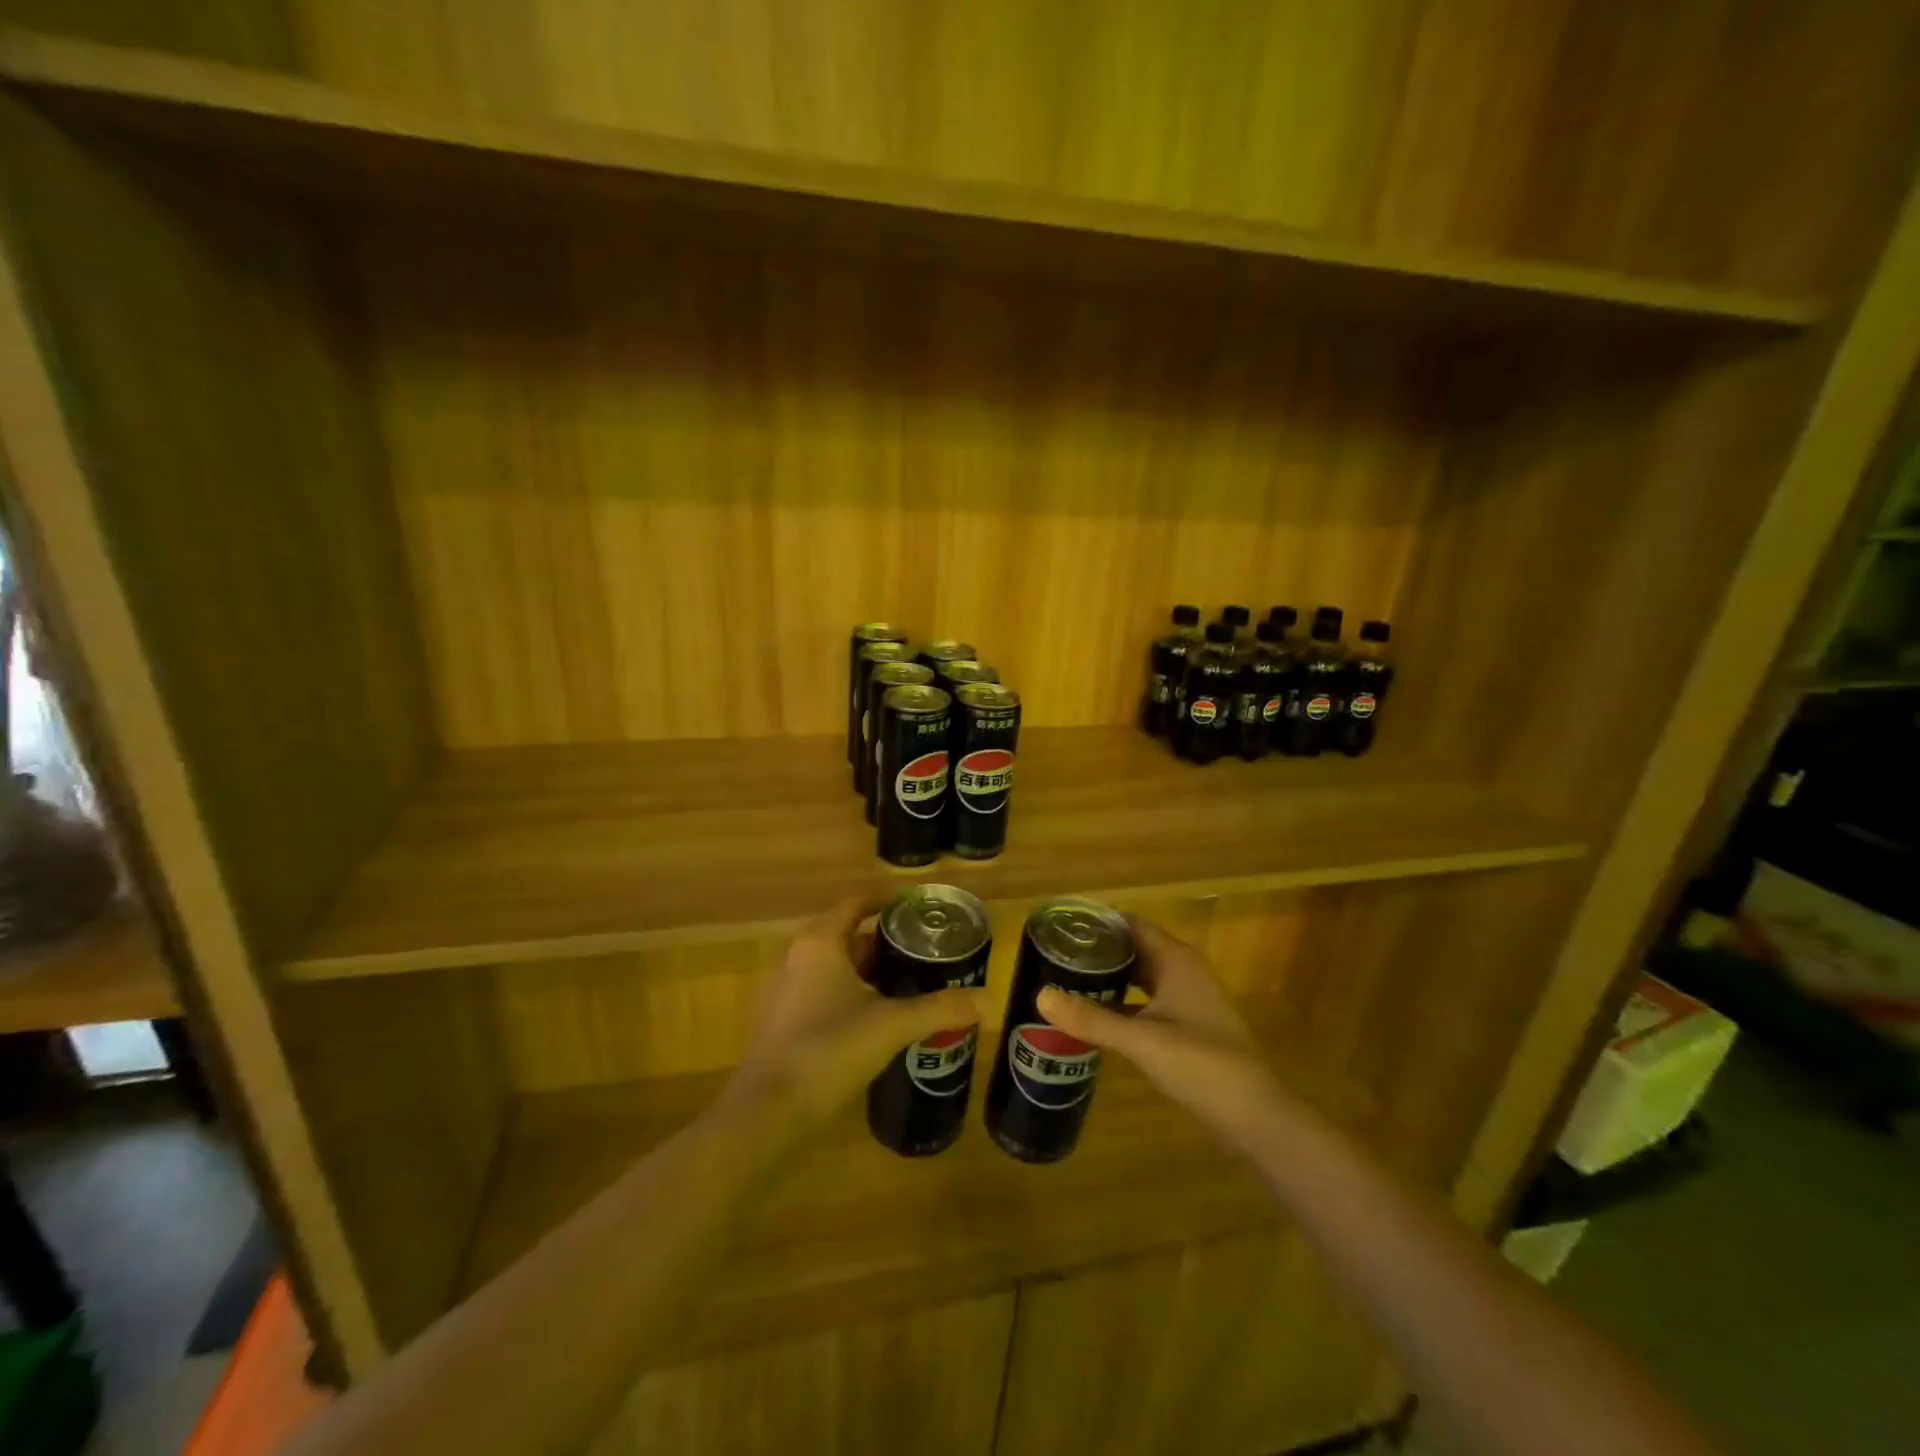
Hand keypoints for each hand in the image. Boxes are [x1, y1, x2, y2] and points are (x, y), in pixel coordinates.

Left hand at [724, 893, 985, 1139]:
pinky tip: (883, 1020)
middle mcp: (801, 958)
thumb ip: (939, 1009)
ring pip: (839, 968)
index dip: (887, 901)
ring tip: (913, 984)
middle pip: (849, 936)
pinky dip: (855, 996)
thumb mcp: (892, 1025)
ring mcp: (790, 992)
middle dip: (887, 943)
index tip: (919, 909)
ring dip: (872, 973)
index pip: (856, 903)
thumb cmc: (829, 1049)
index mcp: (822, 942)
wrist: (769, 1111)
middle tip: (927, 951)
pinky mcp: (787, 1024)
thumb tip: (987, 1000)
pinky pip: (827, 995)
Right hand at [1036, 917, 1282, 1149]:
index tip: (1060, 928)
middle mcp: (1183, 971)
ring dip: (1110, 977)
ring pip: (1141, 976)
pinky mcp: (1189, 1025)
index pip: (1130, 924)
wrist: (1255, 1116)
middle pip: (1134, 948)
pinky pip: (1148, 1001)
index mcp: (1176, 960)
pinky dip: (1123, 1002)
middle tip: (1055, 956)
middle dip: (1098, 951)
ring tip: (1068, 981)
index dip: (1097, 923)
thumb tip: (1040, 995)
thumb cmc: (1201, 1065)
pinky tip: (1097, 1016)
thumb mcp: (1141, 1040)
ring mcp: (1189, 999)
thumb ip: (1091, 1018)